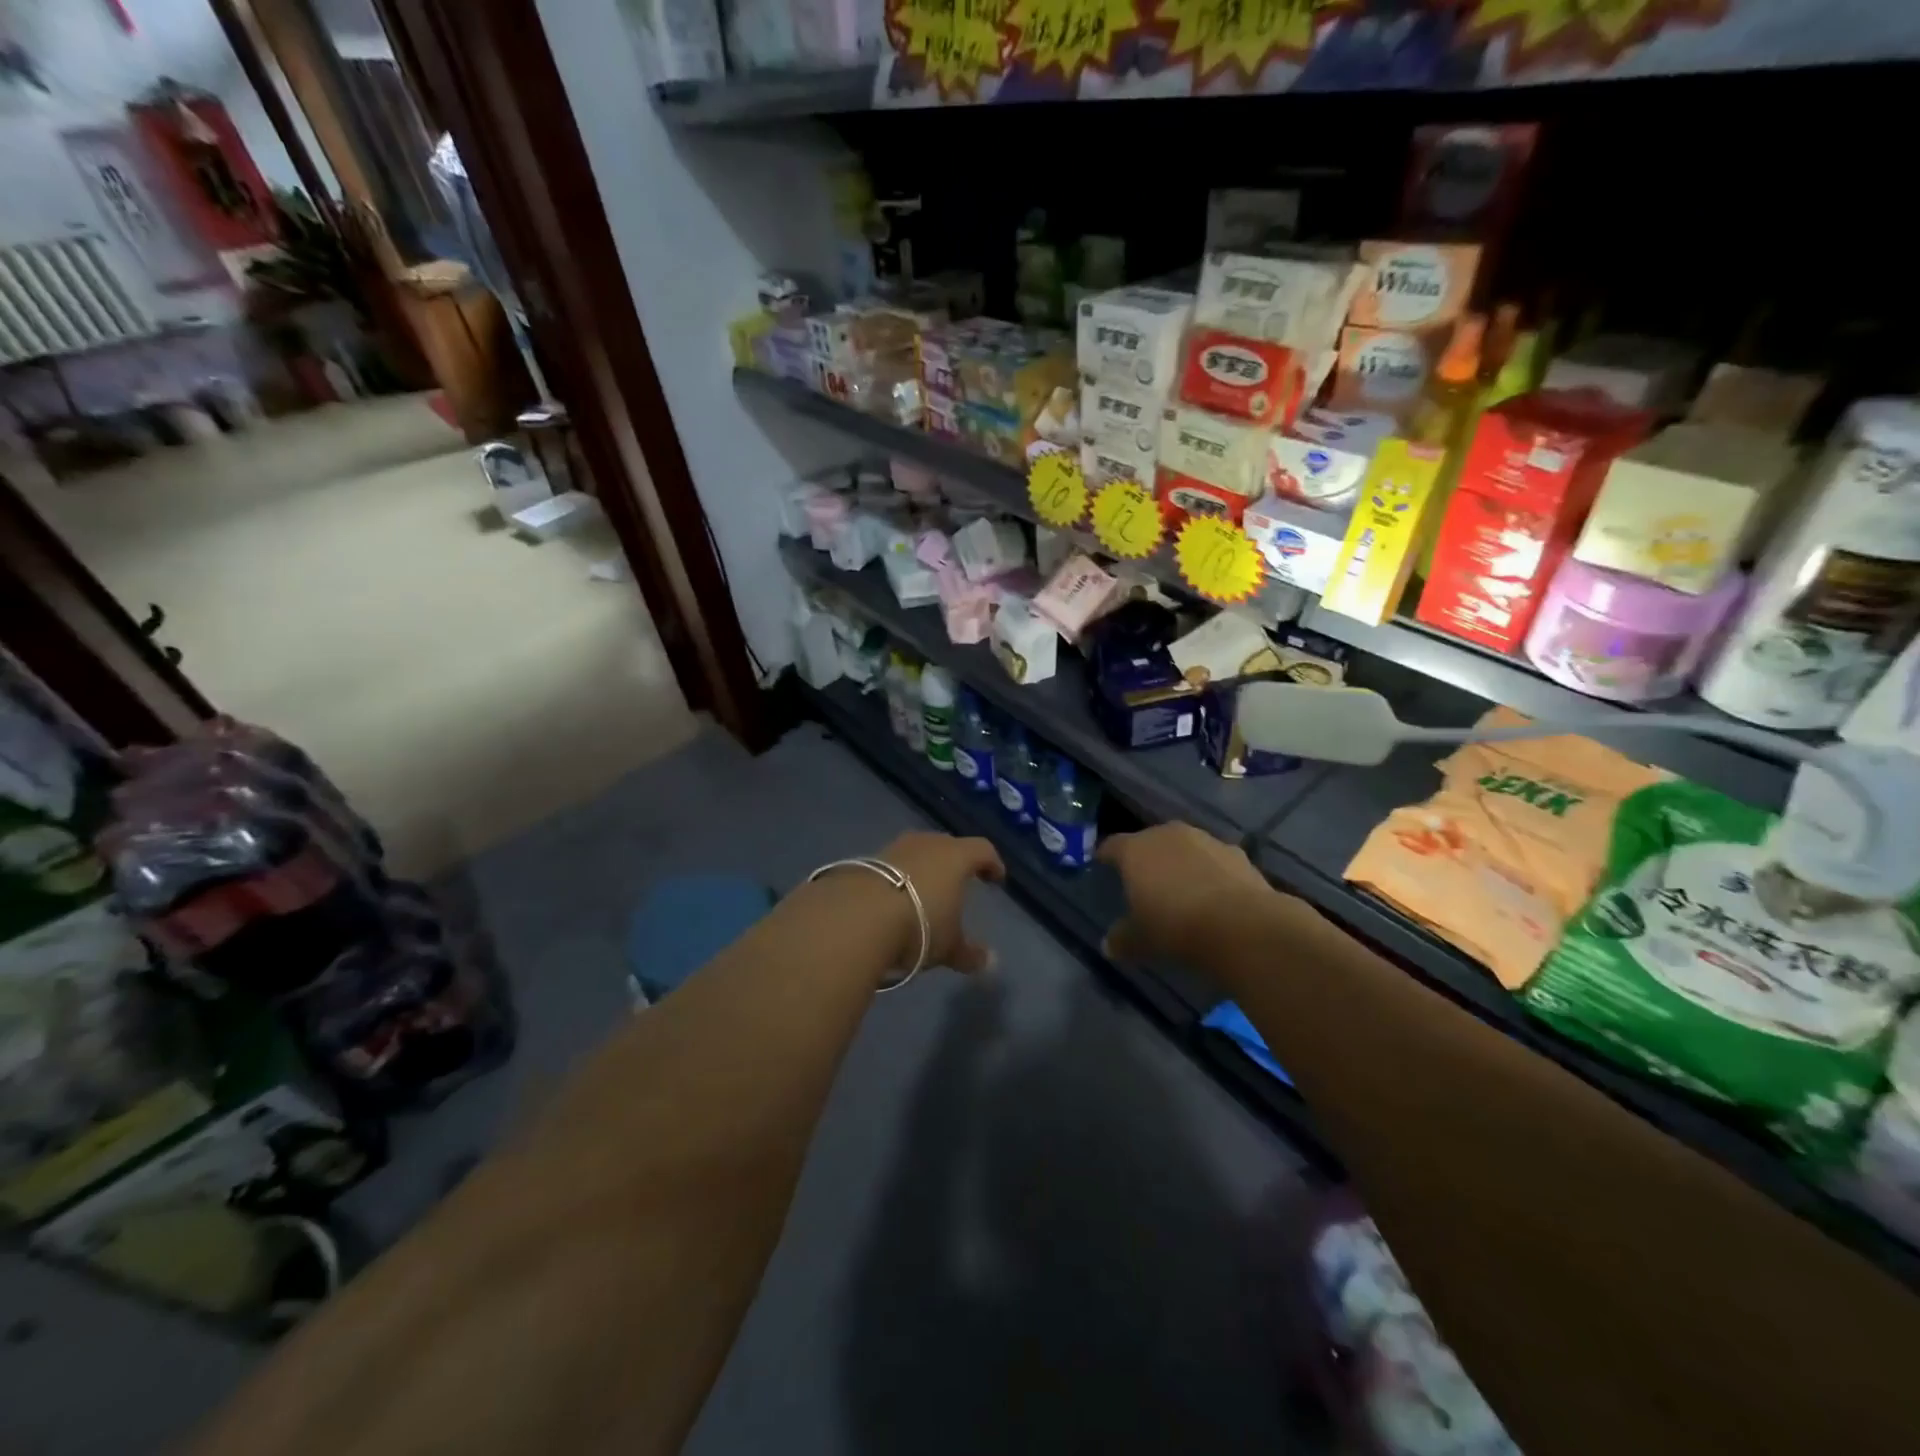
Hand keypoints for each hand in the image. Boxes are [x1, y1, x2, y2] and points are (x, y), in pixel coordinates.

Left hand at [873, 832, 1004, 974]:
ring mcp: (894, 848)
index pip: (982, 850)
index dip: (992, 863)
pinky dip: (898, 878)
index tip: (996, 878)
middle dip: (956, 862)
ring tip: (925, 892)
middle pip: (948, 845)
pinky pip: (892, 865)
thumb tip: (990, 962)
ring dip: (924, 868)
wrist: (855, 917)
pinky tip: (894, 899)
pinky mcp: (866, 860)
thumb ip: (969, 953)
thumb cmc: (919, 926)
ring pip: (917, 852)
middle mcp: (927, 844)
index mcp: (956, 856)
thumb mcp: (948, 947)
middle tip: (960, 881)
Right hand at [1097, 823, 1277, 965]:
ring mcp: (1205, 840)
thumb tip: (1108, 945)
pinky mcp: (1237, 853)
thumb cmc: (1175, 926)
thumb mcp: (1141, 940)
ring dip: (1182, 863)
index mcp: (1135, 849)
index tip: (1102, 865)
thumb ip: (1122, 939)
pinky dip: (1211, 873)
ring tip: (1183, 889)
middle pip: (1150, 841)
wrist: (1240, 925)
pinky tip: (1215, 895)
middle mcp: (1167, 835)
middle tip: (1145, 881)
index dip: (1106, 856)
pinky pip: (1215, 861)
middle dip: (1147, 858)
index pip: (1112, 846)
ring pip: (1185, 847)